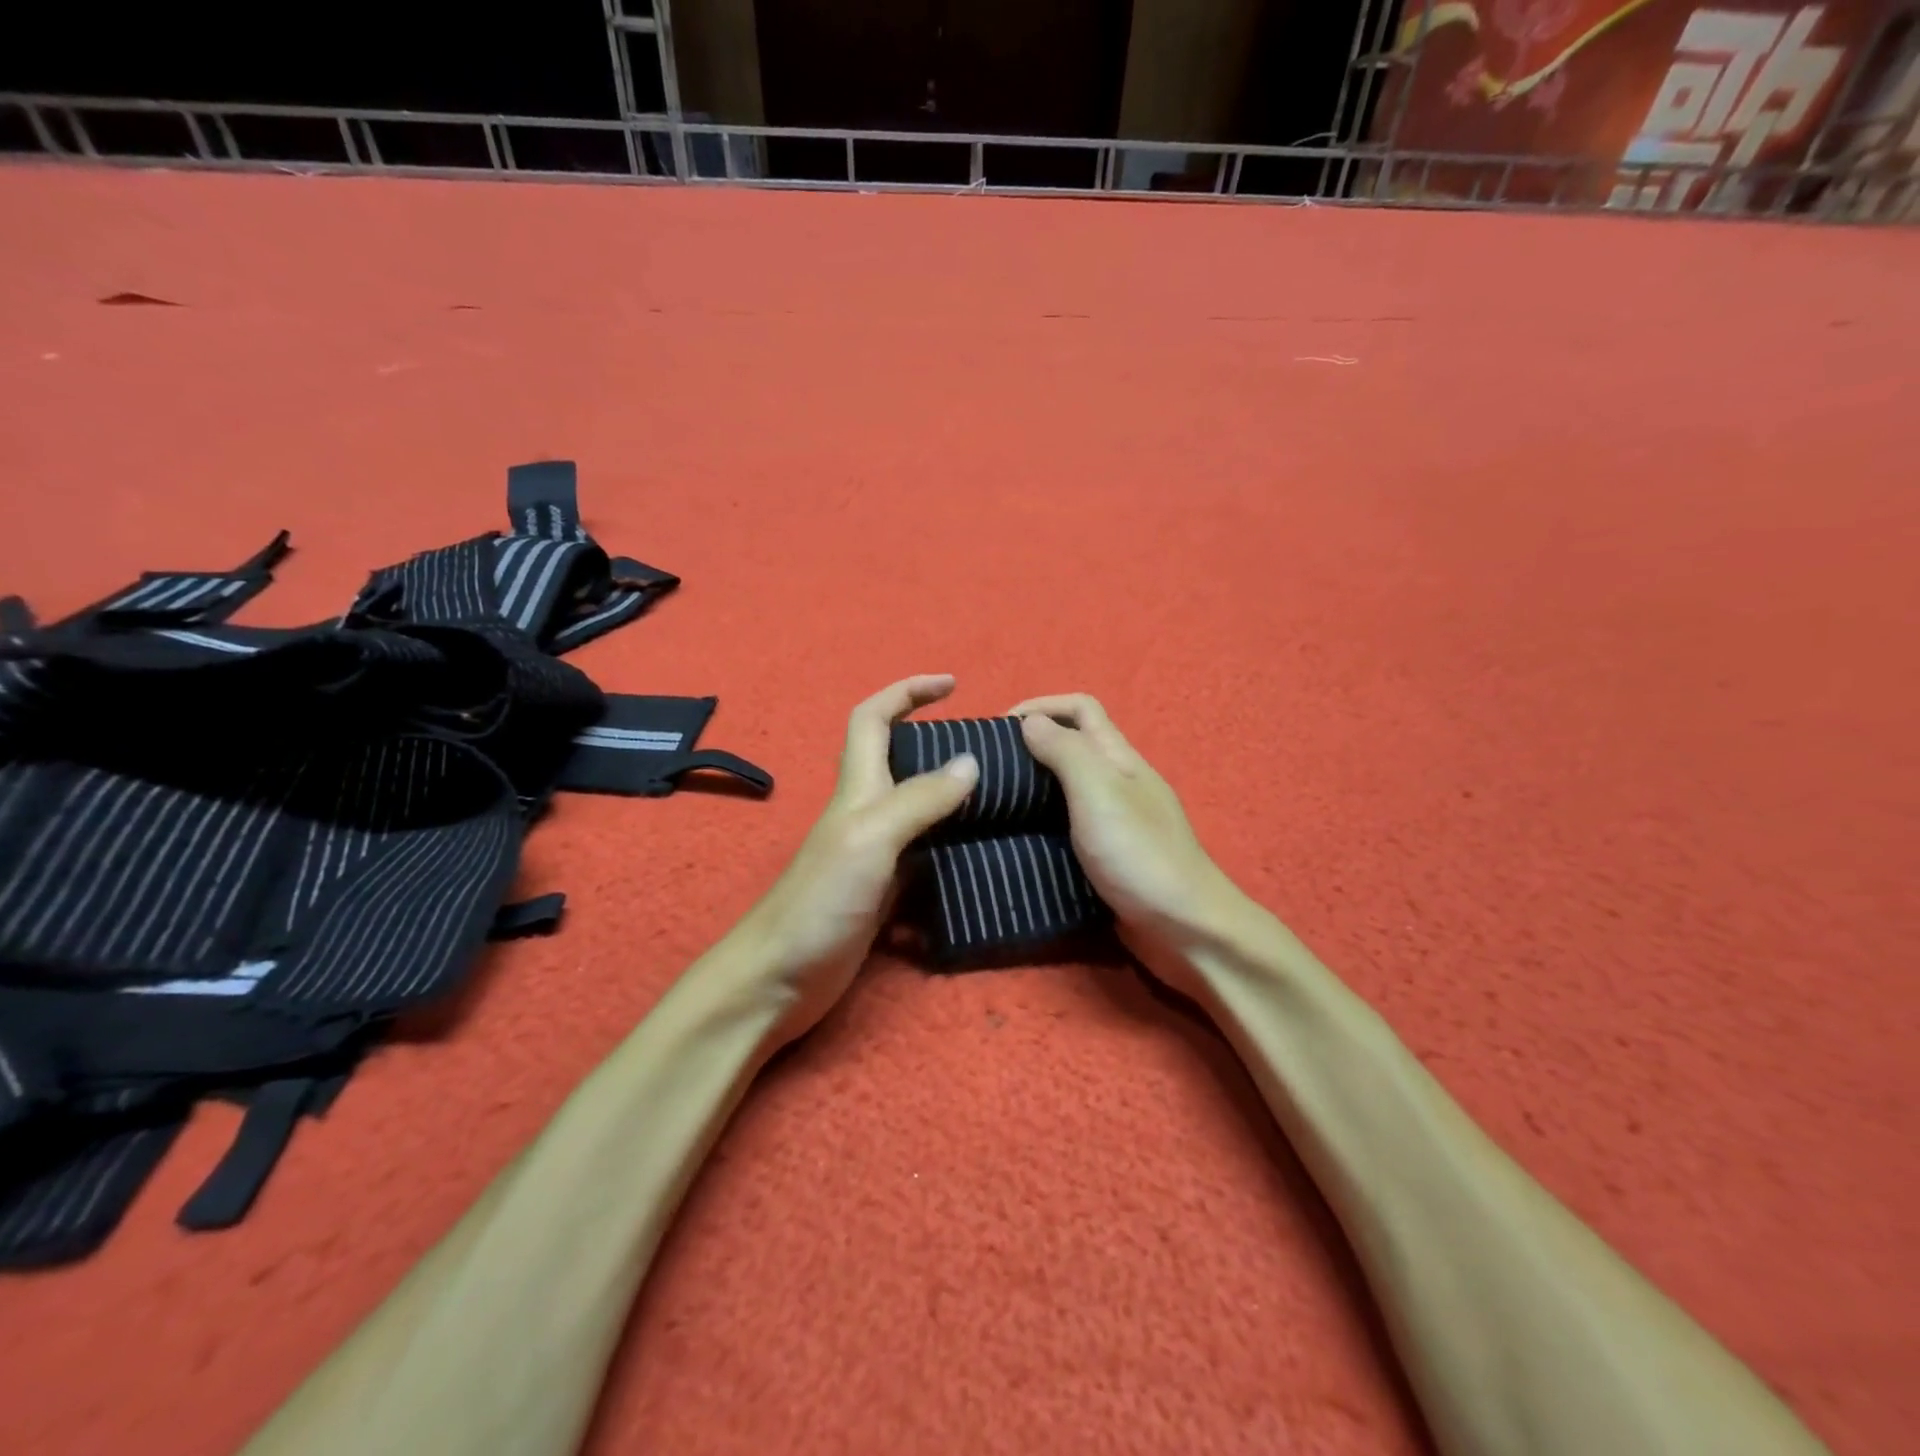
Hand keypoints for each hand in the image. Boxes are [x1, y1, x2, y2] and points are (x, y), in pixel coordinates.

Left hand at [729, 674, 978, 1043]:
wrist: (779, 980)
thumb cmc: (819, 902)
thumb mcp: (871, 839)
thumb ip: (919, 800)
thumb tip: (970, 761)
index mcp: (857, 789)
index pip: (873, 719)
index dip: (907, 692)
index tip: (952, 684)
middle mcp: (866, 814)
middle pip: (899, 760)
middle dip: (938, 741)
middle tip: (993, 752)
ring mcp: (875, 855)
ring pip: (918, 810)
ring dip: (953, 797)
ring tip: (1002, 799)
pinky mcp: (885, 892)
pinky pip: (926, 856)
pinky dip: (953, 849)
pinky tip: (984, 859)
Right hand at [1009, 694, 1251, 984]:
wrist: (1185, 931)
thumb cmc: (1139, 854)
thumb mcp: (1099, 792)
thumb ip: (1066, 752)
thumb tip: (1031, 721)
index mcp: (1119, 758)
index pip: (1080, 709)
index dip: (1040, 705)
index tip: (997, 728)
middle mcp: (1117, 783)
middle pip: (1071, 746)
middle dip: (1028, 746)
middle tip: (984, 769)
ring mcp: (1113, 822)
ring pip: (1065, 789)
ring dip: (1030, 787)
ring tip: (989, 802)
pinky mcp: (1105, 858)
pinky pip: (1065, 828)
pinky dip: (1038, 825)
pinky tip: (1013, 840)